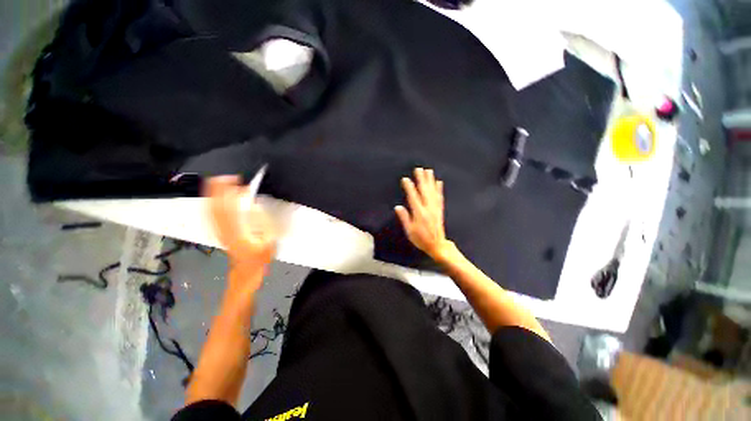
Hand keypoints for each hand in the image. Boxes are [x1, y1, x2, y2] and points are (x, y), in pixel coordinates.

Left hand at [205, 176, 276, 271]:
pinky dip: (212, 201)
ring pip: (211, 207)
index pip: (230, 207)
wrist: (246, 269)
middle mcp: (223, 228)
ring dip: (215, 193)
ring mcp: (219, 229)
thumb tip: (253, 206)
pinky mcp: (218, 230)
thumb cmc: (260, 256)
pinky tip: (216, 196)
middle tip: (230, 177)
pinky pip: (211, 213)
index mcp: (236, 230)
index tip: (241, 183)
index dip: (233, 193)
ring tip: (222, 181)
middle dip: (220, 188)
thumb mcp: (268, 241)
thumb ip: (262, 223)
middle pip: (216, 204)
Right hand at [395, 168, 453, 261]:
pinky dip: (439, 189)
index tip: (405, 179)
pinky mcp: (440, 210)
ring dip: (430, 181)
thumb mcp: (410, 231)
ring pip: (432, 192)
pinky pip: (440, 197)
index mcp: (419, 213)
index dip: (409, 187)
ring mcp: (435, 208)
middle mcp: (428, 208)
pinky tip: (439, 182)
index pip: (413, 197)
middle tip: (418, 169)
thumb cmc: (421, 239)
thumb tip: (398, 207)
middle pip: (424, 191)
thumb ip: (404, 218)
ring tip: (429, 171)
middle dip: (421, 179)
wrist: (437, 245)